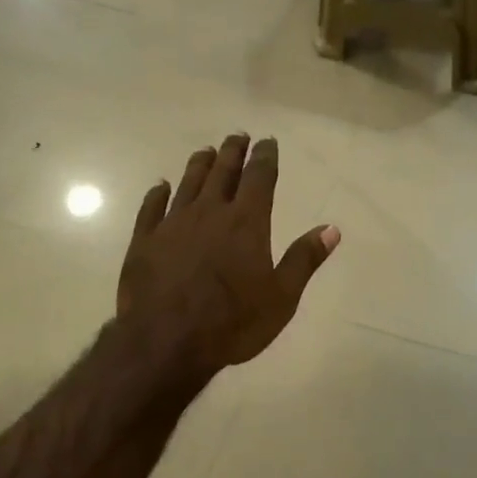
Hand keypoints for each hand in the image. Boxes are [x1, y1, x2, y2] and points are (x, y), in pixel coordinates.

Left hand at [119, 135, 339, 375]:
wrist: (166, 341)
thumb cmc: (233, 322)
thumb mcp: (281, 297)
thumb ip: (304, 259)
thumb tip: (331, 229)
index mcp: (247, 223)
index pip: (259, 178)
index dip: (265, 157)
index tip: (267, 142)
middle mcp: (209, 213)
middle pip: (222, 173)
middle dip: (232, 152)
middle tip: (237, 136)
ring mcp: (172, 225)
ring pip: (188, 184)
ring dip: (199, 165)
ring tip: (206, 152)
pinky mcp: (144, 241)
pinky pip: (152, 208)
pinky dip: (158, 194)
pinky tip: (161, 186)